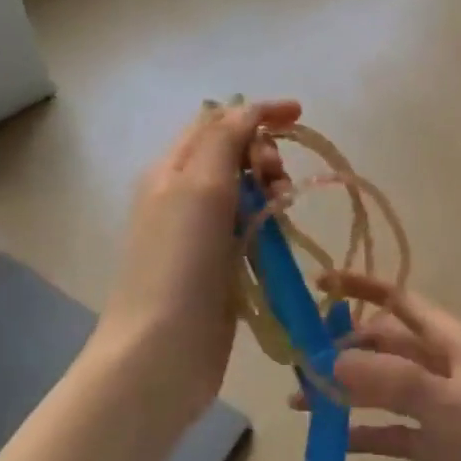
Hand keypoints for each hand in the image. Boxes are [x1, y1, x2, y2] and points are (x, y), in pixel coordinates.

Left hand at [93, 99, 298, 426]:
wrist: (160, 351)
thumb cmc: (179, 263)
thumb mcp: (199, 187)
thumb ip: (224, 140)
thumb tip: (245, 109)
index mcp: (171, 170)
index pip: (216, 122)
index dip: (257, 113)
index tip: (299, 116)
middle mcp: (183, 197)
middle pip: (233, 156)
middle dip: (264, 154)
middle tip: (276, 179)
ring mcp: (200, 235)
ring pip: (246, 193)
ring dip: (270, 189)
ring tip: (281, 208)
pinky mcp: (219, 268)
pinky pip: (251, 230)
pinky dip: (269, 223)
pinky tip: (279, 236)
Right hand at [308, 272, 460, 460]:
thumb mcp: (451, 402)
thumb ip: (390, 381)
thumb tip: (329, 363)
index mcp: (447, 341)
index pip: (397, 300)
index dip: (360, 286)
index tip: (318, 286)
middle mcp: (438, 368)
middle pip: (382, 345)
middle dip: (342, 347)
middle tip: (298, 363)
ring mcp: (438, 409)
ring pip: (380, 390)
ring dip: (344, 392)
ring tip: (301, 402)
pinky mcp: (439, 448)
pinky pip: (390, 433)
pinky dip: (362, 435)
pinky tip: (332, 442)